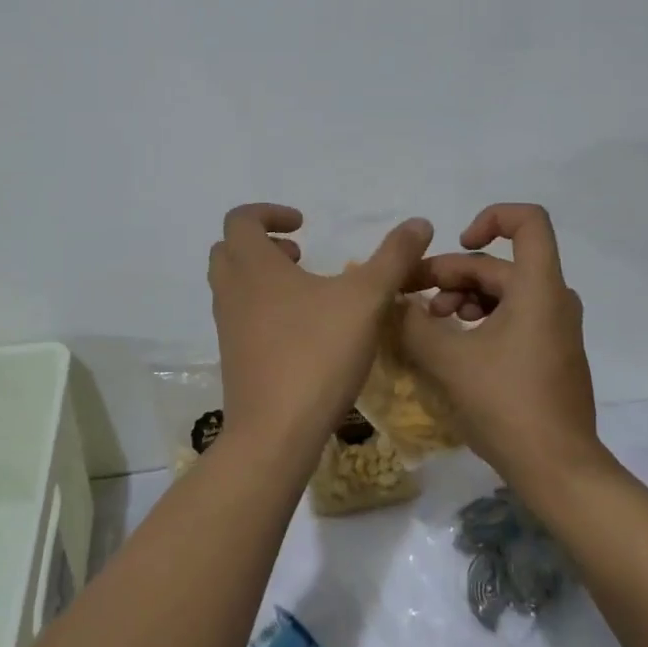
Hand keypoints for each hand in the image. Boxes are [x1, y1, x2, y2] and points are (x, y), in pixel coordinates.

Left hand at [209, 204, 434, 458]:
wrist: (275, 433)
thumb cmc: (317, 354)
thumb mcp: (366, 299)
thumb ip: (394, 257)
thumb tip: (420, 222)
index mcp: (253, 266)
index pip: (241, 219)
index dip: (270, 213)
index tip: (303, 225)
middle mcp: (231, 291)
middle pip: (229, 249)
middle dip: (262, 242)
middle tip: (299, 254)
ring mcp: (227, 327)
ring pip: (233, 284)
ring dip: (262, 275)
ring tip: (306, 290)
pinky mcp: (234, 358)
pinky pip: (240, 315)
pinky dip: (263, 306)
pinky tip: (303, 330)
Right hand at [397, 203, 601, 487]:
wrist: (560, 471)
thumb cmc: (508, 405)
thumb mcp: (449, 360)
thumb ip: (413, 323)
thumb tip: (390, 302)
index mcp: (539, 287)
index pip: (528, 221)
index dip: (490, 217)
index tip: (458, 243)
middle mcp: (554, 299)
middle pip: (499, 265)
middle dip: (451, 275)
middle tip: (411, 299)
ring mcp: (555, 328)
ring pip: (503, 293)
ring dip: (462, 299)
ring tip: (430, 325)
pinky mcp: (550, 354)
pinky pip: (513, 318)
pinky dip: (480, 321)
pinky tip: (452, 346)